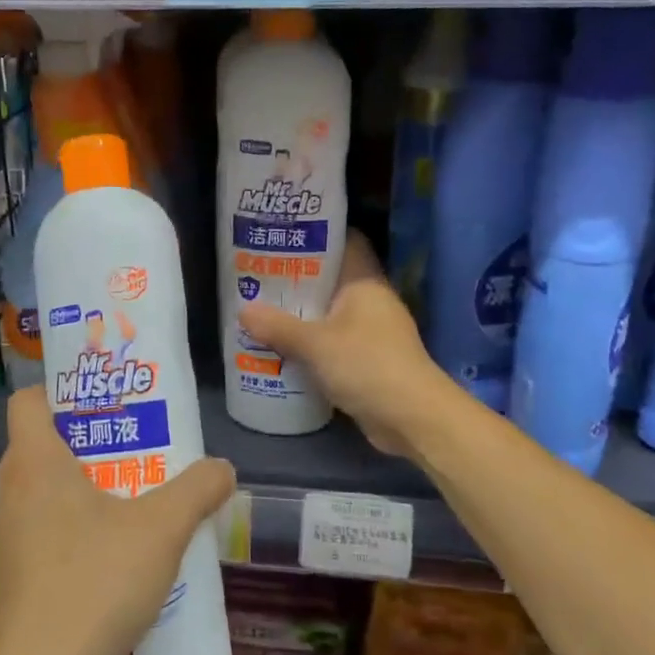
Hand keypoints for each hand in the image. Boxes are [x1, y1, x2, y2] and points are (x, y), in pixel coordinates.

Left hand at [0, 388, 234, 654]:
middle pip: (43, 444)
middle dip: (90, 439)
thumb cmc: (95, 585)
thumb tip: (223, 468)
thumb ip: (198, 490)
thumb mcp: (161, 529)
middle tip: (138, 443)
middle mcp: (12, 494)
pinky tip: (120, 556)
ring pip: (46, 492)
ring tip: (137, 496)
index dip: (61, 390)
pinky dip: (79, 529)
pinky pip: (47, 533)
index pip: (28, 400)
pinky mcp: (18, 580)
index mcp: (35, 464)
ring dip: (87, 487)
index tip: (106, 400)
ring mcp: (10, 540)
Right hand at [239, 231, 454, 457]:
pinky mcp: (368, 361)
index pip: (345, 242)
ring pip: (330, 314)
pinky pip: (333, 343)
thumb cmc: (367, 365)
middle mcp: (371, 301)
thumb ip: (278, 327)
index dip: (317, 235)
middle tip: (258, 275)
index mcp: (365, 282)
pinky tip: (282, 347)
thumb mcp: (315, 344)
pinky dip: (311, 344)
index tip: (283, 236)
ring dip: (301, 315)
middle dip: (297, 279)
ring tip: (262, 309)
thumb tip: (243, 310)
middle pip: (332, 279)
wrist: (411, 419)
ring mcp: (372, 332)